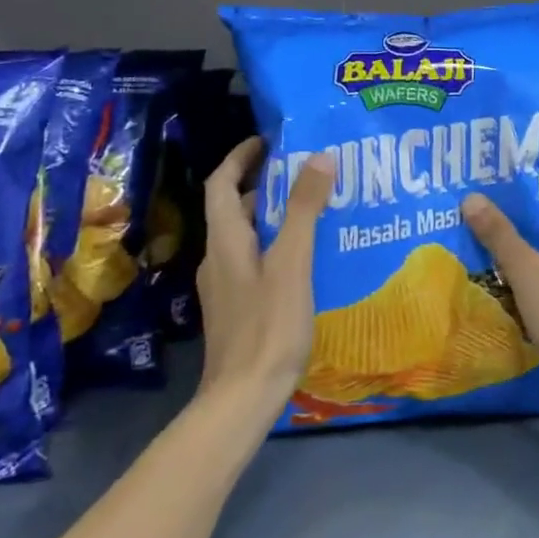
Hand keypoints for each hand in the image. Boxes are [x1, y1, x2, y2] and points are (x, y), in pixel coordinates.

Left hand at [196, 138, 333, 421]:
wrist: (242, 398)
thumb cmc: (268, 325)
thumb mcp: (292, 262)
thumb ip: (305, 210)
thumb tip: (319, 156)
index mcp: (226, 241)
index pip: (221, 183)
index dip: (240, 156)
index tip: (268, 139)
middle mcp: (219, 258)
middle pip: (236, 207)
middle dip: (266, 183)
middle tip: (308, 170)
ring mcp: (227, 285)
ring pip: (248, 235)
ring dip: (276, 215)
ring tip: (317, 207)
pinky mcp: (239, 306)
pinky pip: (257, 260)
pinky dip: (279, 244)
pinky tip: (309, 256)